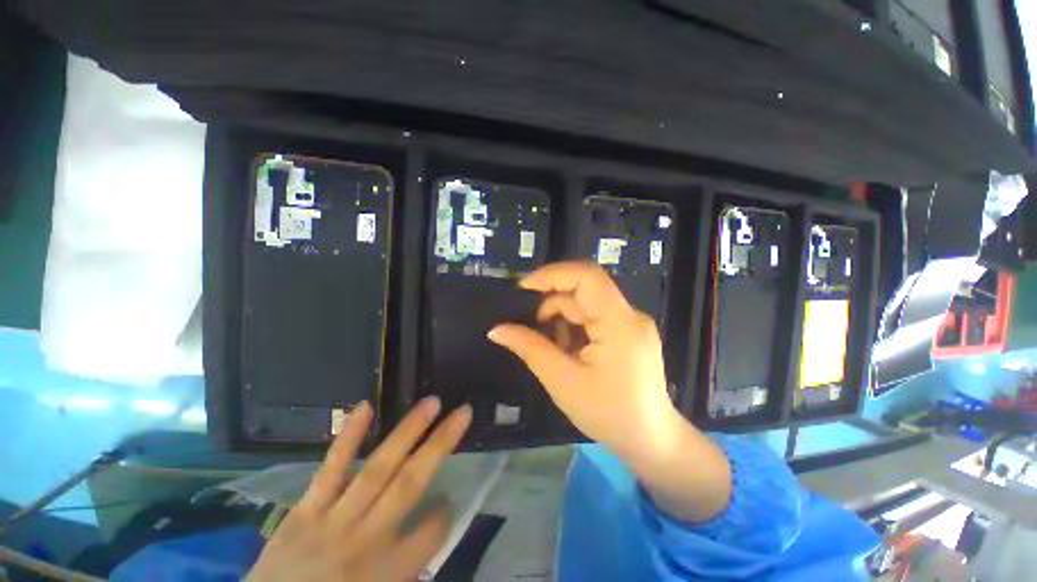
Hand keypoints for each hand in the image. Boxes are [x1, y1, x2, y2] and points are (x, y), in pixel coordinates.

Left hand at [248, 397, 471, 581]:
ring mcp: (335, 520)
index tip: (449, 498)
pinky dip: (348, 438)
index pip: (433, 532)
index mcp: (388, 572)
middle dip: (441, 444)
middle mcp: (368, 539)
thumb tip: (430, 532)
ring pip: (379, 468)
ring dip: (408, 431)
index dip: (445, 513)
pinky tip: (365, 407)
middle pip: (412, 484)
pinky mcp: (306, 510)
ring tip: (431, 403)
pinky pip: (331, 469)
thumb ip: (408, 573)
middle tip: (463, 412)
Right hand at [488, 262, 730, 522]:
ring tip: (551, 349)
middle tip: (530, 328)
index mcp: (619, 323)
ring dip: (561, 320)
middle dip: (551, 305)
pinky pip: (594, 317)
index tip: (523, 288)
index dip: (552, 274)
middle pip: (583, 292)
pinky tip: (567, 350)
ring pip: (586, 304)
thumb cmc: (608, 415)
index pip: (587, 277)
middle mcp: (629, 315)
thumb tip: (496, 330)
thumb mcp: (562, 381)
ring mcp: (631, 322)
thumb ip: (529, 349)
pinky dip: (573, 327)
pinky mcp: (628, 331)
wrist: (651, 441)